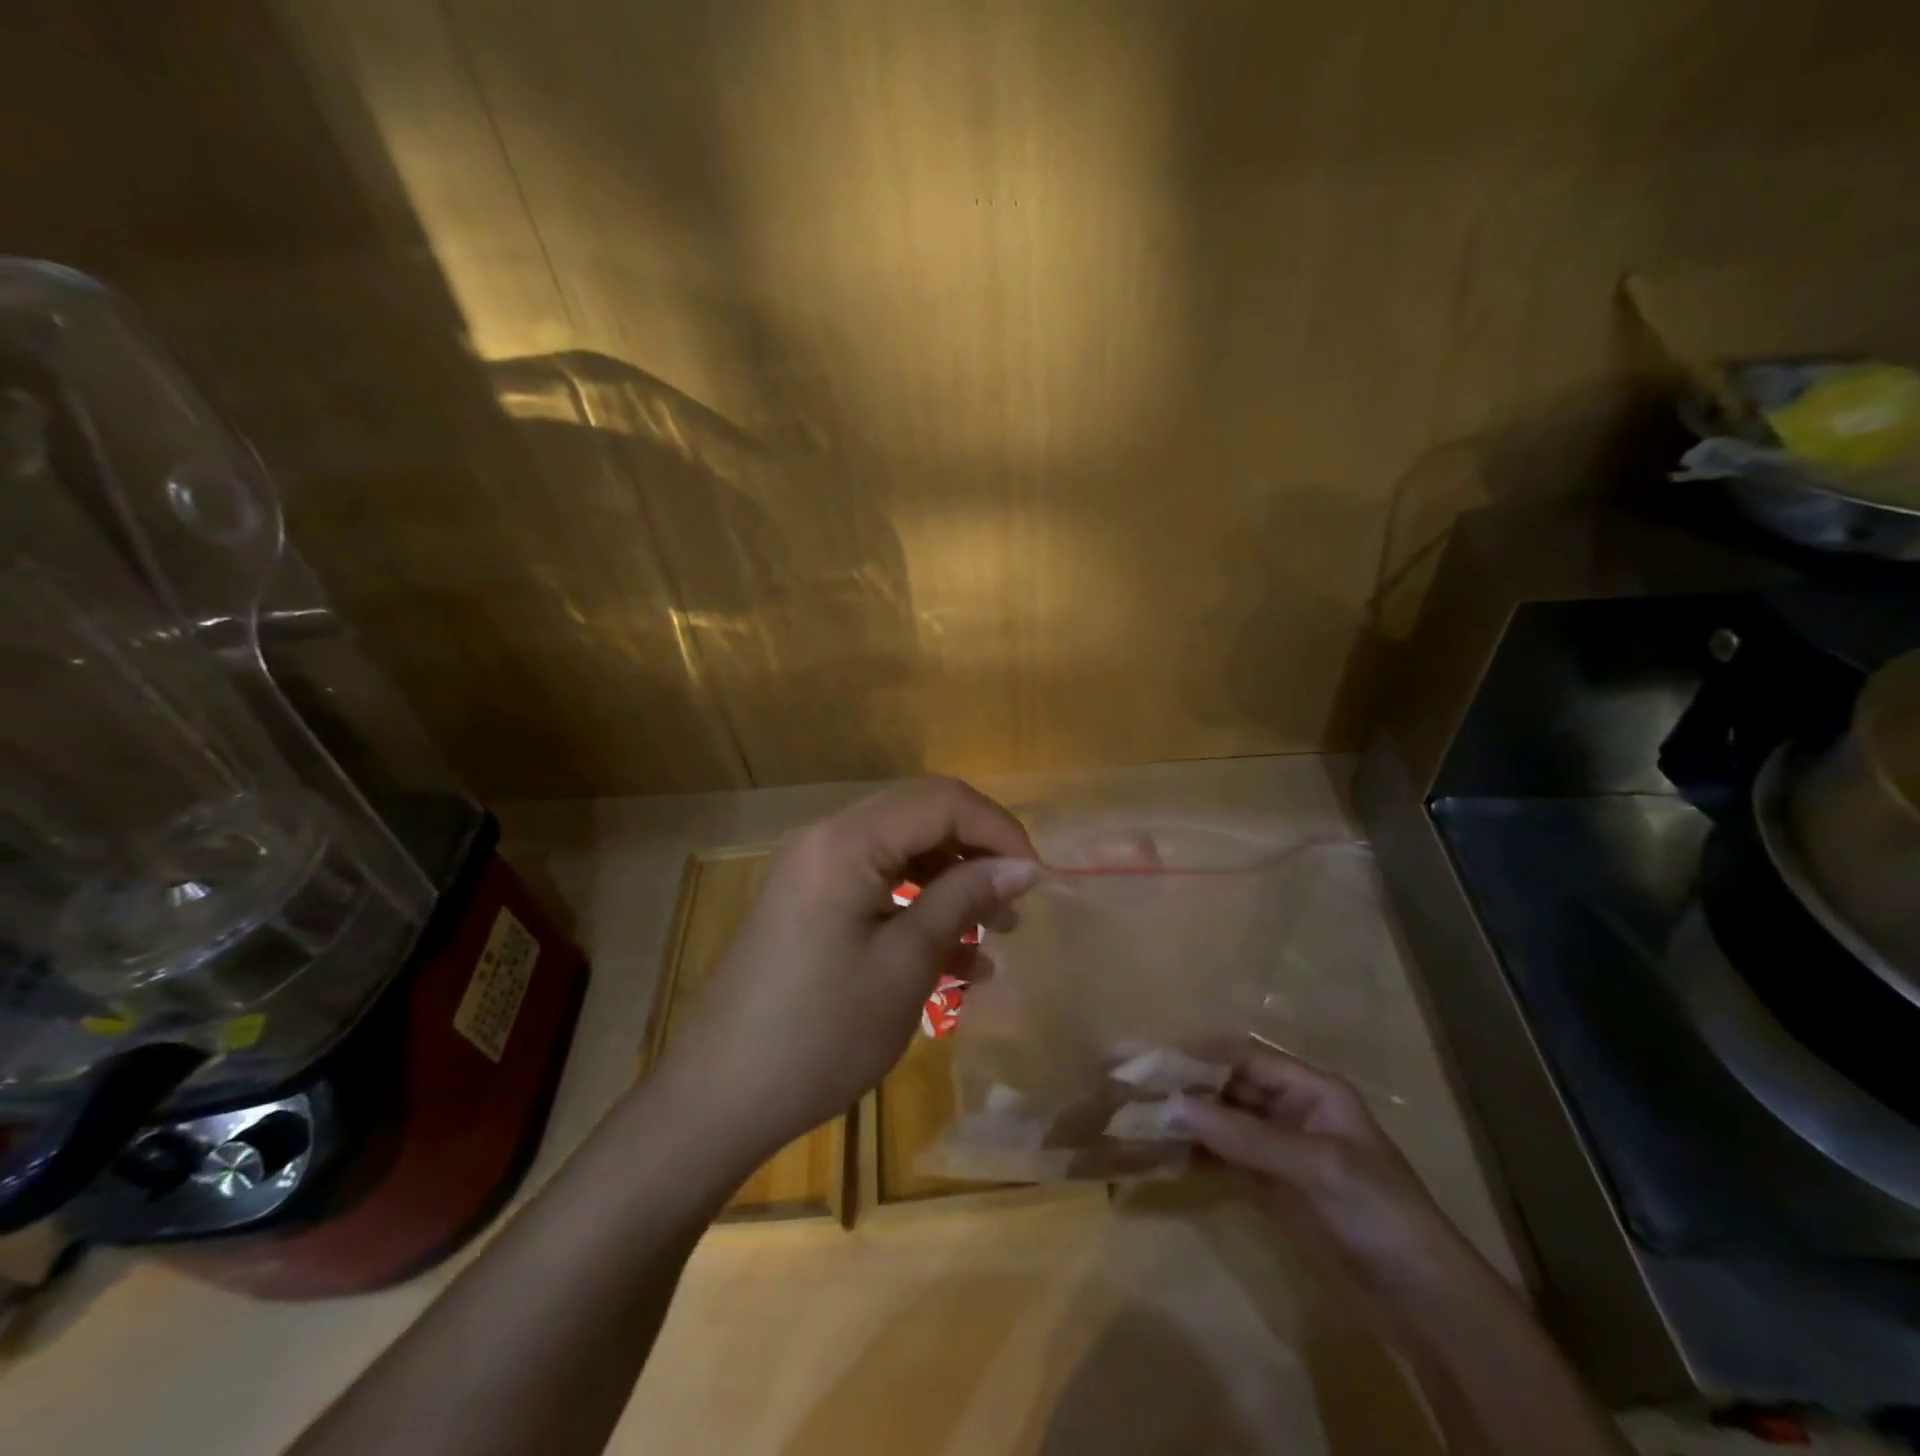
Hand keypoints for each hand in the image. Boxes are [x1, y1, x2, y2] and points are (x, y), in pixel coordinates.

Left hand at [658, 777, 1039, 1167]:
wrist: (718, 1099)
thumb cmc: (821, 1033)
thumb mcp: (906, 965)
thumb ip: (964, 900)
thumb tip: (1023, 865)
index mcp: (846, 841)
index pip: (941, 801)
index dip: (998, 829)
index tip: (1037, 878)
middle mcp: (825, 838)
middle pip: (920, 818)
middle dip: (976, 853)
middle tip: (1016, 903)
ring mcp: (811, 870)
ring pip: (900, 852)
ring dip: (950, 883)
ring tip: (994, 934)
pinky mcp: (807, 902)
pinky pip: (875, 884)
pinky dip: (916, 907)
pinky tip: (953, 959)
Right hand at [1172, 1042, 1484, 1307]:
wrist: (1423, 1301)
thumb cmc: (1380, 1212)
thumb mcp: (1318, 1166)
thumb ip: (1246, 1136)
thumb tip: (1176, 1105)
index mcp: (1311, 1089)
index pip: (1246, 1057)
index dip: (1203, 1054)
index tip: (1157, 1060)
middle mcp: (1290, 1110)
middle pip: (1229, 1087)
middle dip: (1188, 1087)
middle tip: (1139, 1090)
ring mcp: (1278, 1150)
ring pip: (1222, 1122)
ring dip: (1186, 1120)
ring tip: (1141, 1120)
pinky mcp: (1269, 1187)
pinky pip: (1224, 1159)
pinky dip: (1196, 1154)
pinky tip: (1164, 1154)